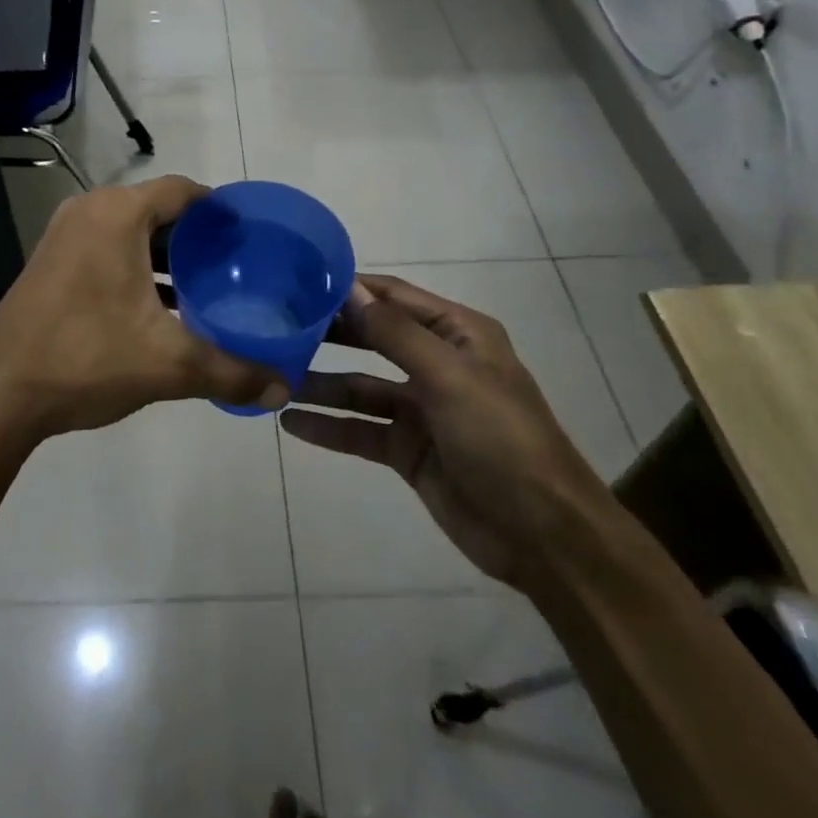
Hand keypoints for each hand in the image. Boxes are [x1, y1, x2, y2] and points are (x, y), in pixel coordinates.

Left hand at [0, 177, 284, 441]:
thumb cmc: (87, 359)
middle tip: (235, 264)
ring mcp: (63, 236)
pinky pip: (106, 249)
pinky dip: (137, 266)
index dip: (220, 209)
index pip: (183, 190)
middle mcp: (88, 211)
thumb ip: (231, 372)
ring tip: (206, 285)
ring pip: (130, 232)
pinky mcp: (50, 262)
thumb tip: (284, 388)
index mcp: (117, 214)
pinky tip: (160, 305)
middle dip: (197, 236)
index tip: (251, 234)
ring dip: (166, 254)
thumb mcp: (168, 365)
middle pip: (157, 209)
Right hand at [280, 274, 611, 588]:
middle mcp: (437, 364)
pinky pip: (361, 430)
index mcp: (457, 335)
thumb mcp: (449, 377)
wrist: (543, 535)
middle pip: (373, 338)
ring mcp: (421, 409)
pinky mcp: (408, 450)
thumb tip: (348, 289)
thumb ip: (395, 333)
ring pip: (360, 387)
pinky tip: (291, 422)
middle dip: (330, 334)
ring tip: (274, 377)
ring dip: (322, 383)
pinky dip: (329, 426)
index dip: (350, 289)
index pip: (394, 296)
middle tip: (276, 326)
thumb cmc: (501, 438)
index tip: (299, 283)